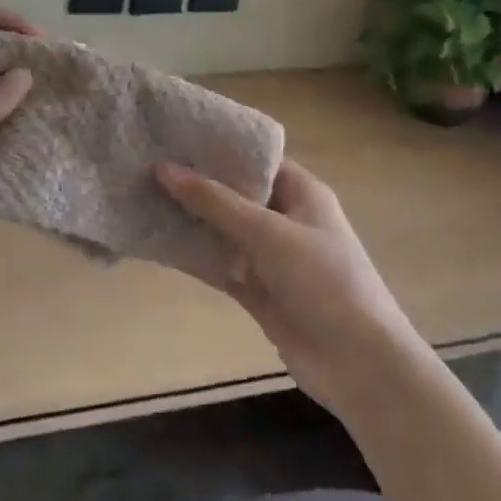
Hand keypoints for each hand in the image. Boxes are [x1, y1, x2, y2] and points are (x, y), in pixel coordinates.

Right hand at [157, 159, 416, 413]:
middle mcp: (285, 219)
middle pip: (235, 194)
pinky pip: (220, 266)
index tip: (174, 136)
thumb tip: (164, 168)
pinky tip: (158, 244)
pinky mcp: (257, 291)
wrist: (359, 364)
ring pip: (223, 231)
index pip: (256, 159)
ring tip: (141, 198)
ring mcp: (270, 258)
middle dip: (196, 183)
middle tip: (145, 165)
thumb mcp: (268, 232)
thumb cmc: (323, 280)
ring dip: (190, 220)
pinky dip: (194, 257)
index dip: (218, 148)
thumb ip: (215, 202)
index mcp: (301, 193)